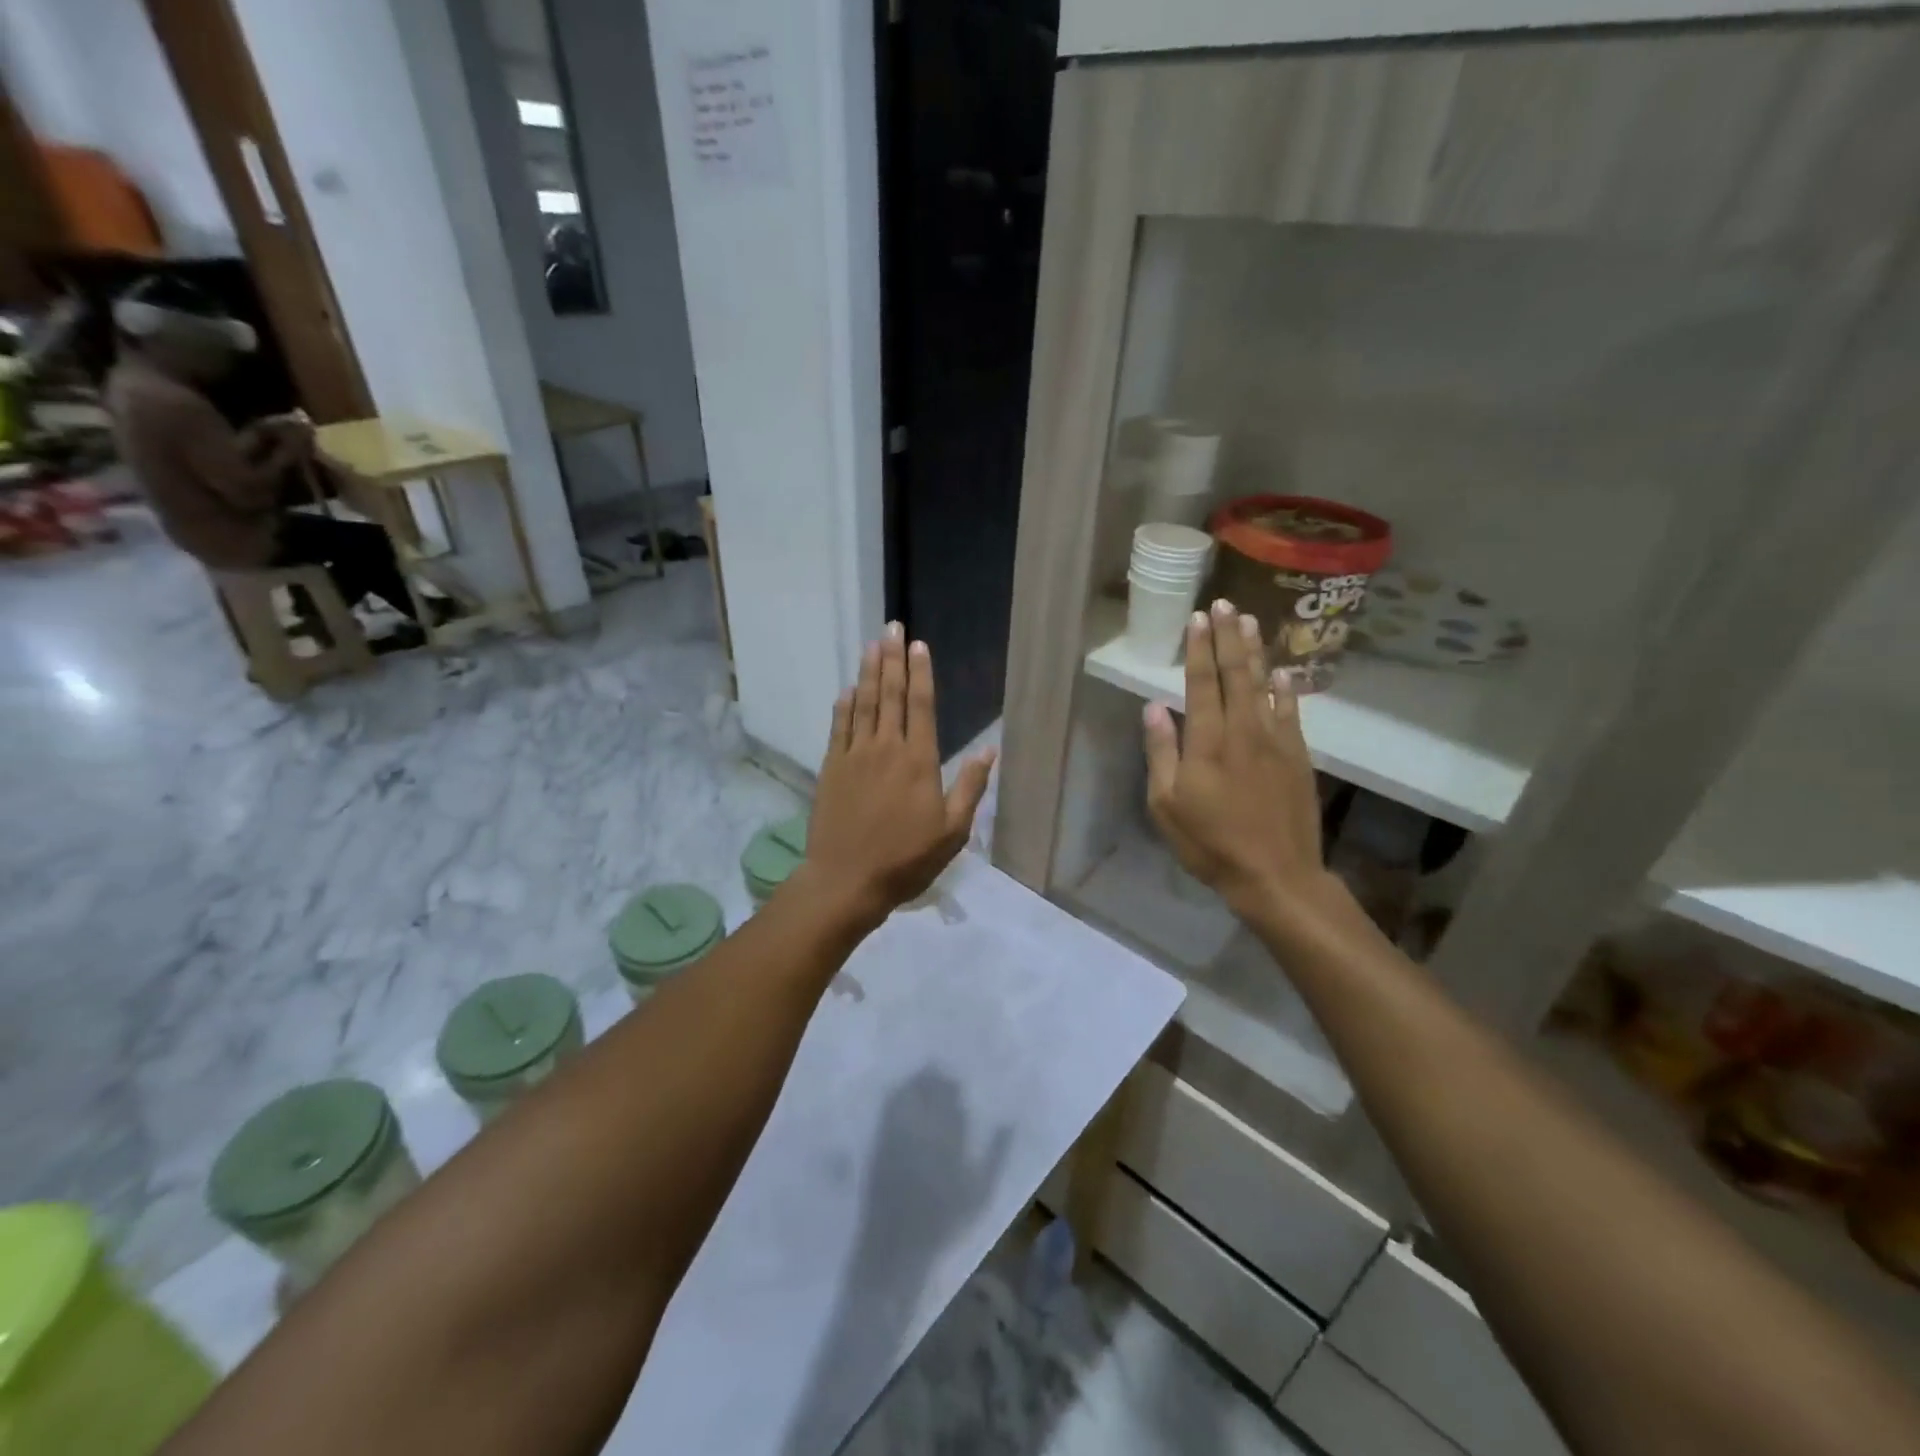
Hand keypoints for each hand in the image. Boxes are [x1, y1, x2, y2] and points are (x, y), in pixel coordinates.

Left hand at [805, 623, 995, 924]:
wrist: (847, 880)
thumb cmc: (906, 859)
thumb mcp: (952, 832)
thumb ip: (969, 787)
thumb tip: (989, 750)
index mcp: (919, 761)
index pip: (921, 705)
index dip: (921, 673)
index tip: (918, 645)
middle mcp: (886, 748)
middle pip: (891, 695)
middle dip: (893, 659)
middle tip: (891, 627)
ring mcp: (855, 755)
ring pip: (864, 703)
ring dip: (869, 672)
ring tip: (872, 645)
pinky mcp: (832, 768)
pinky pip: (839, 727)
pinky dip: (845, 705)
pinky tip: (848, 689)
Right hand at [1143, 599, 1334, 928]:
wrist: (1276, 875)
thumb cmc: (1210, 843)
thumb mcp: (1166, 805)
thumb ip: (1161, 753)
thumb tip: (1153, 708)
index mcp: (1207, 742)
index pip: (1202, 683)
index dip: (1199, 648)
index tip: (1198, 618)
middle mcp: (1243, 731)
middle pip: (1236, 674)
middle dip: (1229, 637)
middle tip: (1225, 603)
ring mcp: (1276, 742)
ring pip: (1265, 686)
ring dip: (1256, 652)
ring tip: (1251, 621)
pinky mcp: (1298, 757)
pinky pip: (1291, 712)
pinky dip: (1286, 689)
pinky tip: (1284, 672)